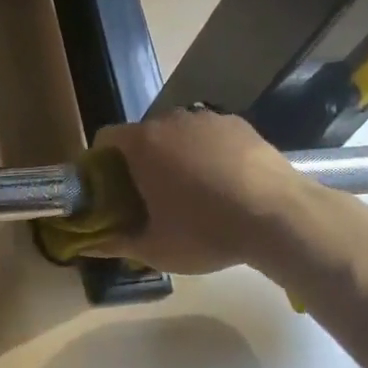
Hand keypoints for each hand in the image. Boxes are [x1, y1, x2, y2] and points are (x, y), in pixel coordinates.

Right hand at [89, 109, 313, 274]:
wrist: (280, 217)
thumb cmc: (206, 231)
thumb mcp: (154, 248)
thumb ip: (114, 243)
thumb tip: (88, 246)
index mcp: (142, 145)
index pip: (105, 139)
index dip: (102, 163)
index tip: (110, 190)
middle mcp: (170, 121)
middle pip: (143, 136)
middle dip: (140, 162)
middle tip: (150, 197)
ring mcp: (208, 119)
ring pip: (178, 135)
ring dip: (175, 155)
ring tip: (191, 191)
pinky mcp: (240, 124)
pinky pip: (209, 136)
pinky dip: (207, 153)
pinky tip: (224, 183)